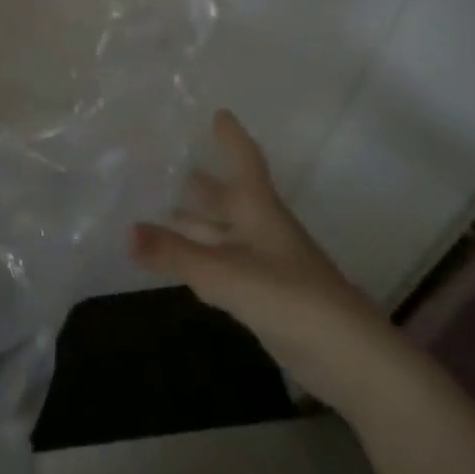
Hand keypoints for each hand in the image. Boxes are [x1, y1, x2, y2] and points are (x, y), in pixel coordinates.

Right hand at [131, 110, 414, 411]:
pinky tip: (177, 259)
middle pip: (227, 196)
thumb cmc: (292, 299)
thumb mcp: (227, 273)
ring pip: (221, 231)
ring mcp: (264, 263)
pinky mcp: (262, 293)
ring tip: (154, 208)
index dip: (232, 138)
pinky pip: (221, 261)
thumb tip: (124, 232)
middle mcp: (261, 229)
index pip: (245, 162)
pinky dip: (197, 254)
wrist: (350, 360)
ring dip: (193, 220)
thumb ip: (175, 254)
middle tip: (162, 163)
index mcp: (259, 211)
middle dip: (199, 181)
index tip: (218, 113)